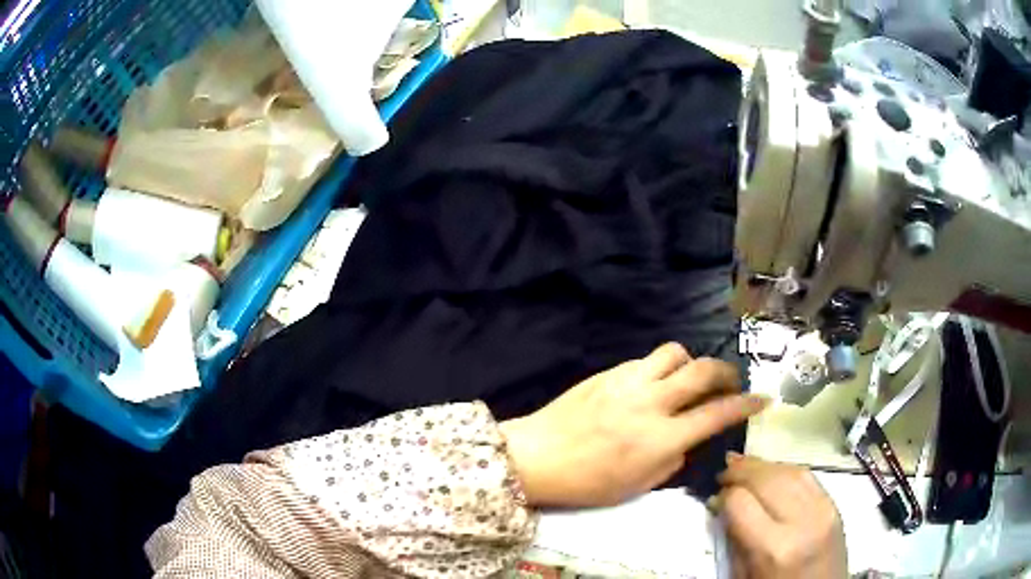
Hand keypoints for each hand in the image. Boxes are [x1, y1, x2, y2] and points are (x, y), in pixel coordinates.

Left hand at [499, 343, 768, 507]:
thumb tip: (687, 439)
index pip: (718, 413)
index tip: (761, 399)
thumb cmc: (588, 483)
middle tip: (729, 383)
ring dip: (690, 363)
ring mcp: (628, 381)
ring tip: (687, 380)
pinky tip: (652, 384)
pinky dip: (659, 368)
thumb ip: (673, 459)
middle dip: (726, 372)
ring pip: (675, 353)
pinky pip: (645, 360)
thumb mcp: (639, 485)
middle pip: (703, 370)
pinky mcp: (608, 372)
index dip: (746, 404)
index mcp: (662, 437)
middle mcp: (651, 401)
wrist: (536, 457)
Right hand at [717, 455, 846, 578]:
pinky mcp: (835, 506)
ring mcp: (823, 510)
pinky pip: (808, 477)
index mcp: (773, 548)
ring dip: (764, 466)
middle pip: (767, 478)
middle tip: (723, 472)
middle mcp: (801, 521)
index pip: (741, 502)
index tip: (714, 499)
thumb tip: (722, 506)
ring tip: (744, 466)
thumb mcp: (744, 577)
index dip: (723, 496)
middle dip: (741, 470)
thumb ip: (735, 541)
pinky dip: (786, 470)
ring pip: (790, 470)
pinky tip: (773, 473)